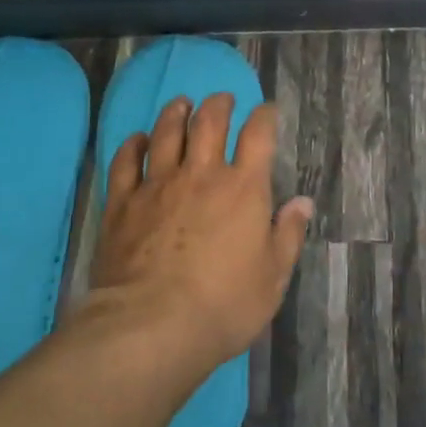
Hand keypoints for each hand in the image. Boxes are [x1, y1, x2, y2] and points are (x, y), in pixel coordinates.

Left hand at [89, 92, 313, 373]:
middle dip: (218, 104)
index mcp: (244, 188)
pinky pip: (125, 162)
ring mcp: (158, 185)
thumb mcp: (273, 277)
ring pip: (166, 133)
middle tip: (221, 100)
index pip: (258, 135)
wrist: (152, 326)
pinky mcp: (122, 203)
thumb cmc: (224, 305)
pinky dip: (133, 145)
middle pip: (209, 122)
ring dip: (176, 113)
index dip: (264, 116)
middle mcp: (201, 174)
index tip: (266, 110)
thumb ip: (288, 234)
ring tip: (181, 104)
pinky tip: (137, 140)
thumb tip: (303, 202)